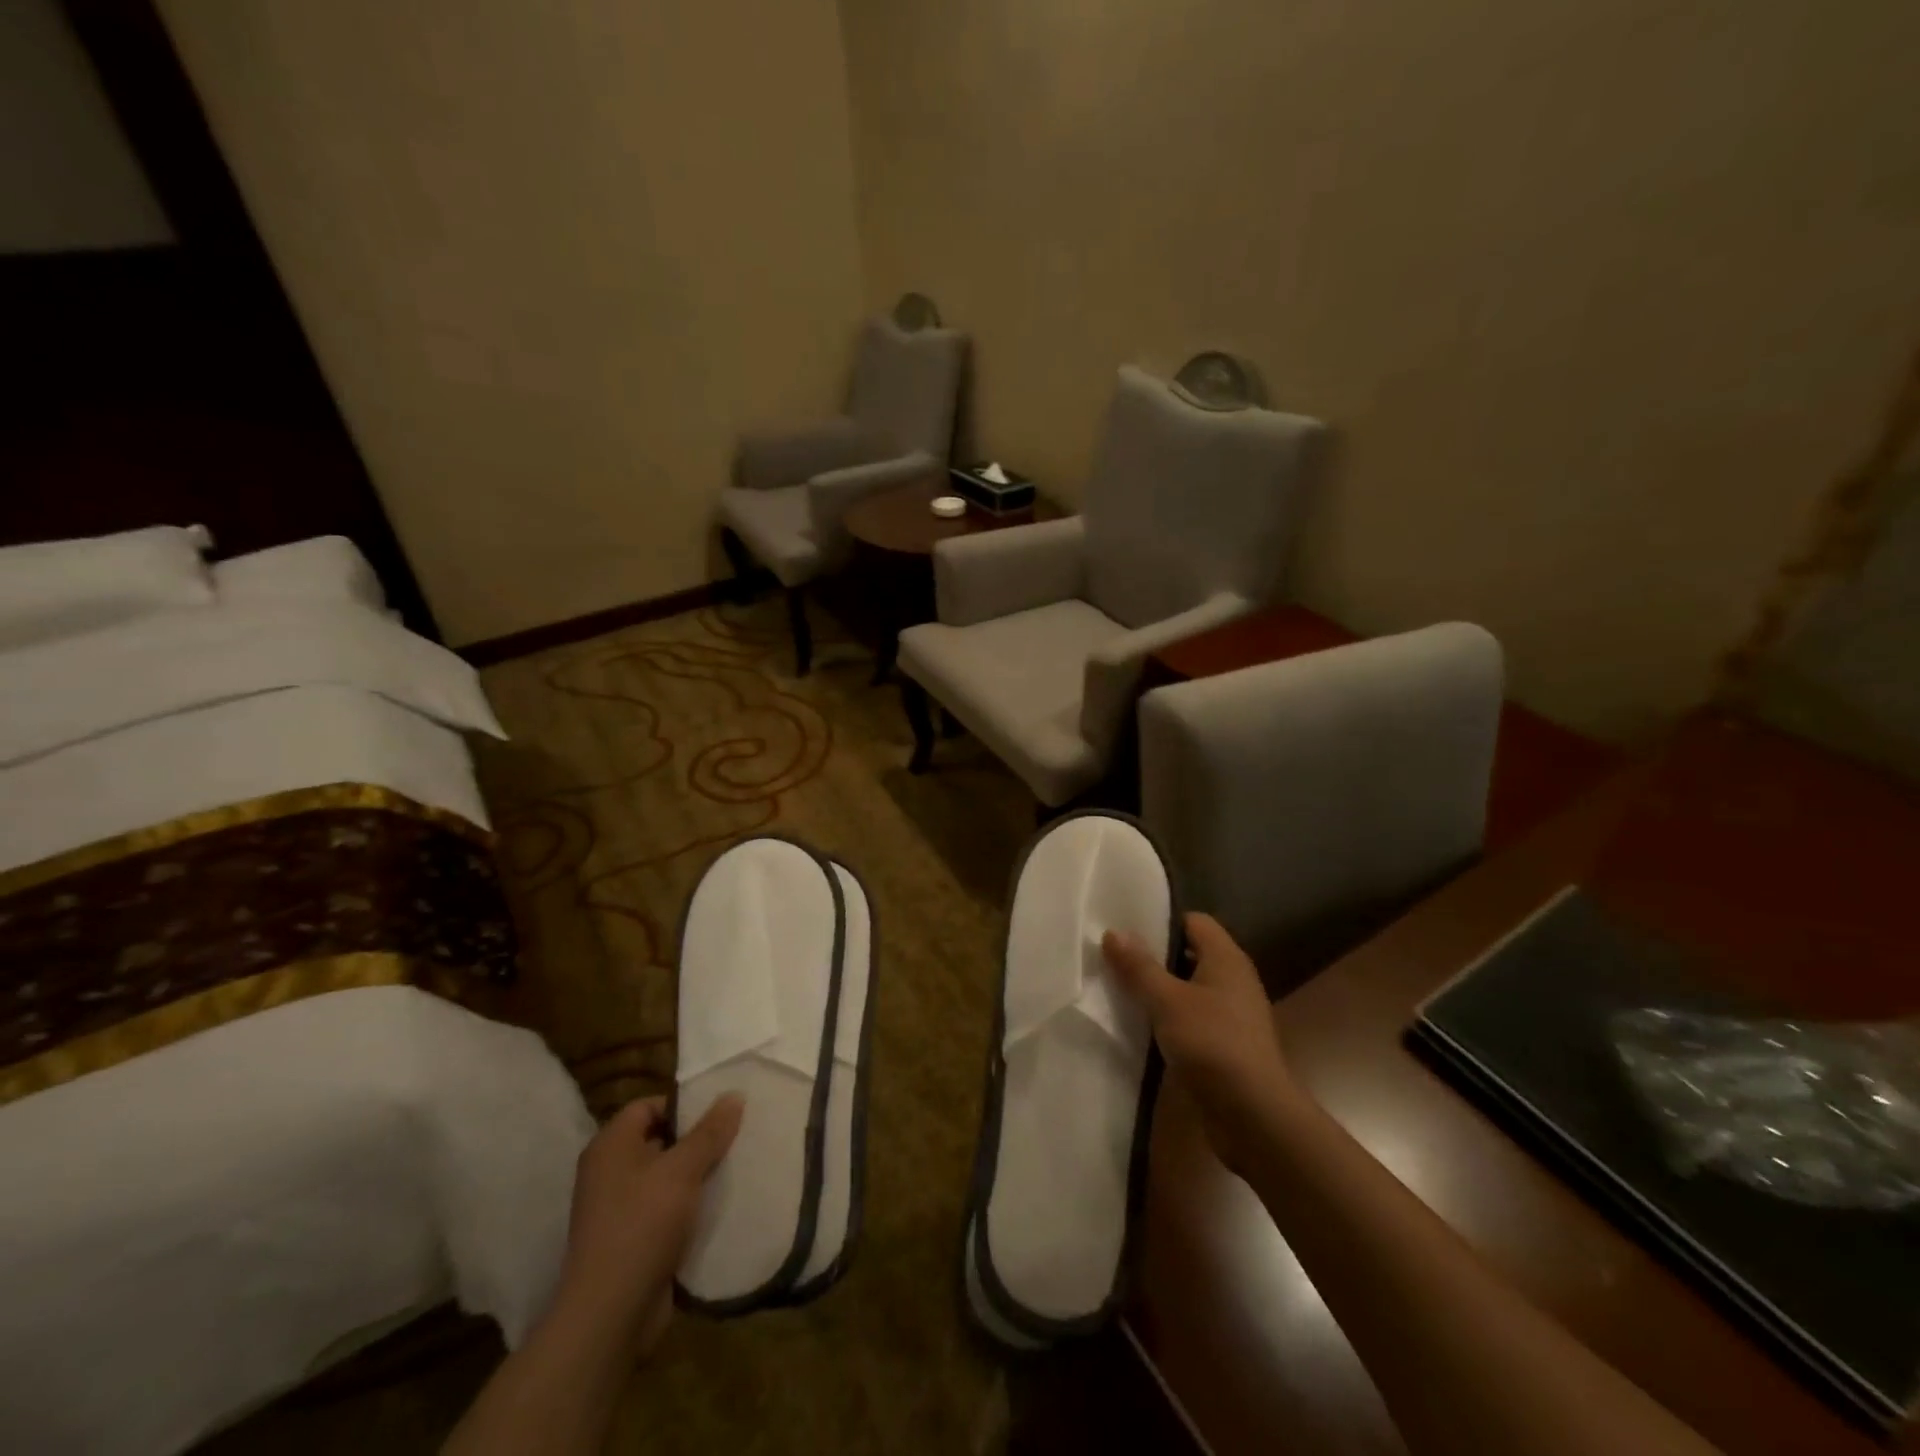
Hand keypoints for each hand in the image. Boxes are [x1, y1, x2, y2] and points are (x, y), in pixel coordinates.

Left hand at [548, 1093, 743, 1360]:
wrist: (610, 1314)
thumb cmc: (643, 1225)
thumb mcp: (683, 1170)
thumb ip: (710, 1131)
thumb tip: (734, 1095)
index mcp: (610, 1147)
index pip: (648, 1106)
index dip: (682, 1105)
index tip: (719, 1114)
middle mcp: (608, 1172)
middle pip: (658, 1139)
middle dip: (696, 1140)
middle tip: (733, 1138)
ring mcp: (617, 1209)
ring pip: (665, 1177)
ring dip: (696, 1175)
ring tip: (732, 1169)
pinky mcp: (630, 1240)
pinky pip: (664, 1209)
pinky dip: (688, 1206)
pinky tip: (718, 1206)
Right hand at [1104, 913, 1300, 1176]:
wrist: (1254, 1116)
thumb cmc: (1212, 1044)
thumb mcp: (1167, 1001)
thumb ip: (1139, 966)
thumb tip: (1114, 932)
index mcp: (1226, 958)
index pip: (1193, 921)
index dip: (1161, 922)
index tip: (1126, 929)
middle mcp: (1234, 979)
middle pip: (1190, 953)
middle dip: (1154, 956)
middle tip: (1115, 959)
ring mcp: (1232, 1014)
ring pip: (1190, 988)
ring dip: (1160, 990)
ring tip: (1121, 990)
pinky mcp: (1227, 1045)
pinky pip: (1193, 1018)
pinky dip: (1170, 1018)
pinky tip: (1143, 1026)